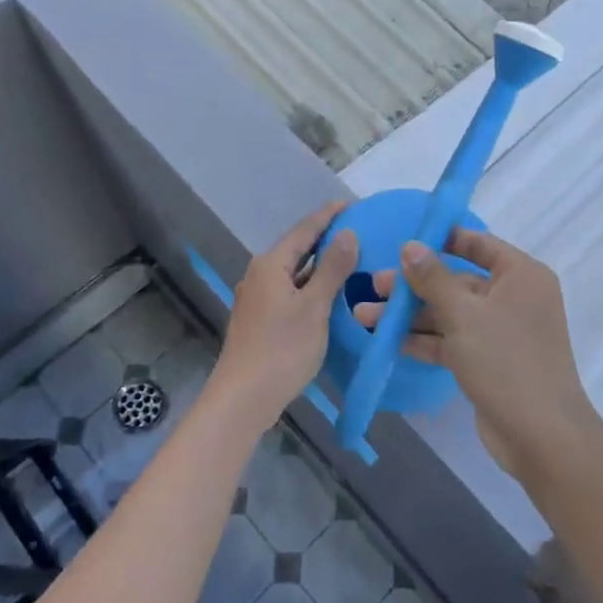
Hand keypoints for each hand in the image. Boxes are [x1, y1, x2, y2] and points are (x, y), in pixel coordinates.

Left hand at [212, 201, 359, 429]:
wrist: (243, 398)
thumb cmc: (282, 349)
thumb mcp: (314, 307)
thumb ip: (332, 269)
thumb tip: (348, 232)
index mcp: (271, 264)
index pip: (304, 229)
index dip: (328, 216)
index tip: (352, 204)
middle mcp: (260, 274)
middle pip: (296, 248)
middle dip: (325, 239)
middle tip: (358, 231)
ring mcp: (257, 298)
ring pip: (293, 272)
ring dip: (319, 264)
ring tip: (350, 260)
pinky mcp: (260, 319)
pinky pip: (289, 290)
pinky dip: (310, 286)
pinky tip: (328, 294)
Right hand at [355, 230, 602, 475]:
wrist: (541, 437)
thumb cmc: (506, 361)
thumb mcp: (463, 314)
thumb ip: (433, 278)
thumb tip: (410, 245)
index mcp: (521, 275)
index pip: (478, 244)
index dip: (442, 239)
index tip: (404, 240)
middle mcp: (513, 298)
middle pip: (457, 281)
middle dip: (414, 286)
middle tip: (373, 285)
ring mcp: (501, 331)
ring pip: (450, 313)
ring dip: (411, 316)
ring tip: (365, 317)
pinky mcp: (489, 361)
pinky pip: (452, 340)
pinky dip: (424, 340)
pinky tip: (388, 341)